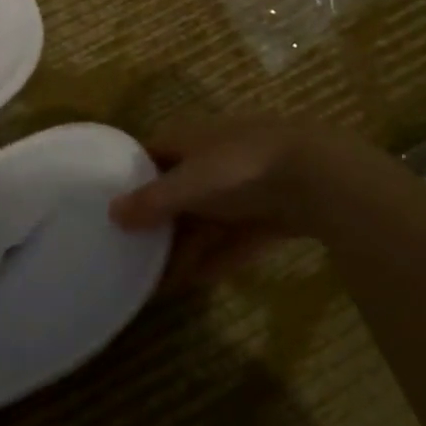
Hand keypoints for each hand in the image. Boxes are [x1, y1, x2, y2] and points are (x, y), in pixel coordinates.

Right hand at [111, 118, 396, 286]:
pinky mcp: (267, 217)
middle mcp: (211, 160)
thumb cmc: (239, 167)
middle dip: (156, 223)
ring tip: (156, 282)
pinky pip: (232, 242)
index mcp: (188, 140)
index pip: (150, 155)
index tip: (108, 205)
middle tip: (130, 253)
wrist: (317, 177)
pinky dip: (213, 260)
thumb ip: (151, 201)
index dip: (130, 177)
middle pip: (176, 193)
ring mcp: (242, 189)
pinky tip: (193, 284)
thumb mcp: (188, 183)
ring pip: (204, 221)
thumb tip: (111, 213)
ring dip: (183, 249)